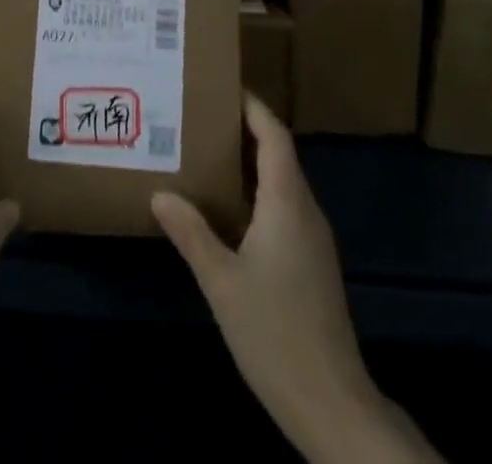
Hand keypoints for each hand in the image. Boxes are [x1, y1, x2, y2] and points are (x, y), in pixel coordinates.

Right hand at [153, 96, 437, 463]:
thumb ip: (191, 233)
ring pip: (280, 181)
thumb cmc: (276, 333)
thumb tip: (160, 193)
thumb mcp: (221, 281)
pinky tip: (225, 208)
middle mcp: (305, 210)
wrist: (332, 404)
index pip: (274, 135)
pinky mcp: (311, 262)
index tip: (220, 86)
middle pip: (277, 153)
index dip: (252, 107)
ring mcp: (312, 238)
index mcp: (287, 202)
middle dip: (242, 129)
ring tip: (204, 154)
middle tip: (198, 117)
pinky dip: (254, 192)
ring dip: (247, 162)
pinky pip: (282, 207)